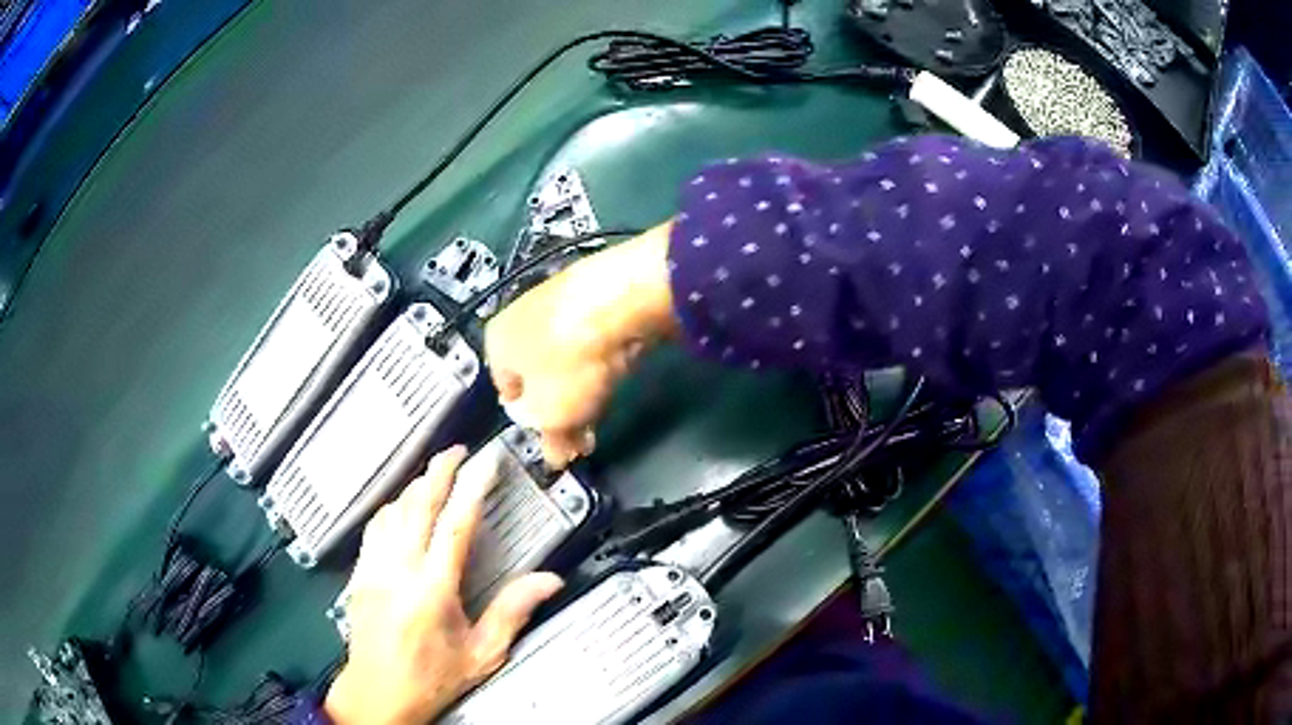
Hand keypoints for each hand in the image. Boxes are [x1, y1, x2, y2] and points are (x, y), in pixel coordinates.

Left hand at [325, 447, 564, 724]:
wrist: (377, 694)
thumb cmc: (431, 678)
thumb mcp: (481, 653)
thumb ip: (512, 612)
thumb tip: (549, 581)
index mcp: (432, 589)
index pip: (454, 525)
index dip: (472, 486)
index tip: (485, 461)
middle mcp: (398, 570)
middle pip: (417, 505)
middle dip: (437, 471)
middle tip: (457, 451)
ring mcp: (373, 569)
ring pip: (392, 511)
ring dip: (414, 486)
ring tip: (434, 473)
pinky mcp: (359, 574)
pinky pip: (374, 528)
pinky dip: (392, 507)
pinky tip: (401, 506)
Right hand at [485, 222, 677, 466]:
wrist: (622, 297)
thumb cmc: (570, 361)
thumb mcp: (554, 415)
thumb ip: (551, 441)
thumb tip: (554, 459)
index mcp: (495, 343)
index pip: (505, 393)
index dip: (531, 421)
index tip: (556, 440)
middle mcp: (518, 316)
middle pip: (538, 376)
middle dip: (560, 408)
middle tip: (583, 432)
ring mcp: (556, 299)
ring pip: (565, 358)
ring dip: (582, 388)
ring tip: (604, 407)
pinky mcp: (592, 291)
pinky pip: (590, 336)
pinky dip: (600, 358)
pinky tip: (618, 370)